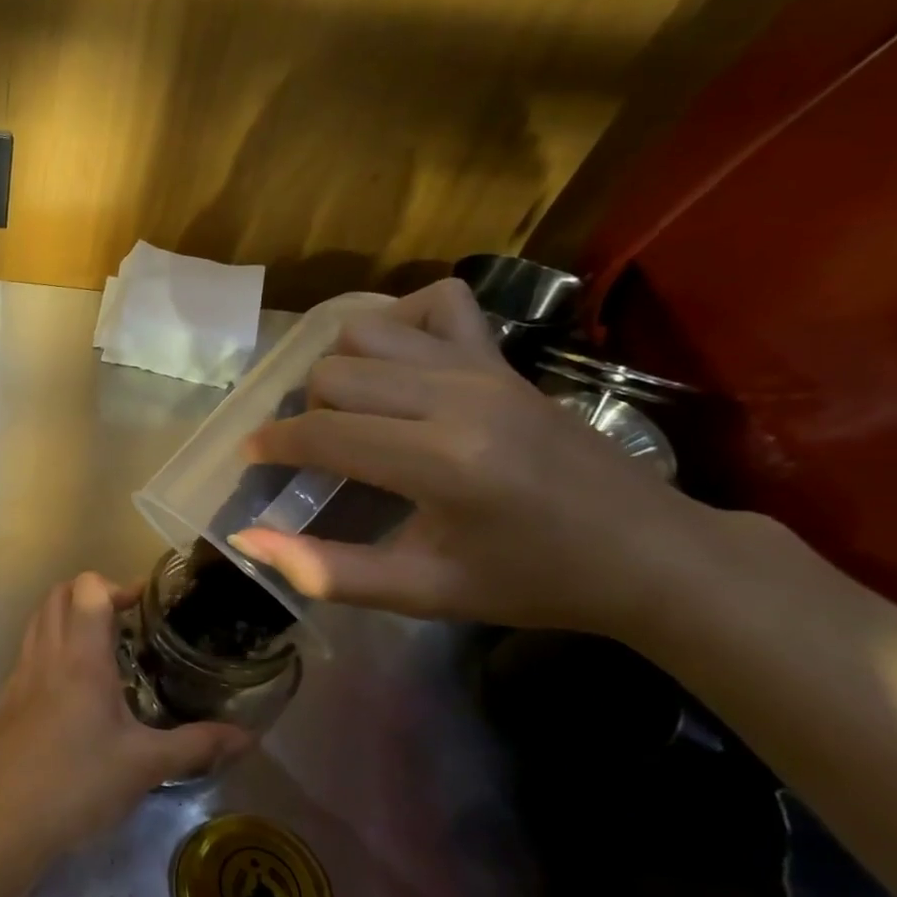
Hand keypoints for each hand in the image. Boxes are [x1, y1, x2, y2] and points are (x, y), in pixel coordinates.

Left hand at [0, 573, 251, 867]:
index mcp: (81, 658)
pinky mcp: (6, 695)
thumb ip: (198, 744)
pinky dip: (51, 645)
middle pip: (59, 594)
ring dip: (68, 615)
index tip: (144, 605)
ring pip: (39, 619)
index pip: (87, 589)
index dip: (116, 586)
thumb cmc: (81, 784)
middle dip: (91, 594)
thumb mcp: (147, 765)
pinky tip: (72, 685)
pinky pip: (29, 650)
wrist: (9, 818)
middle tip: (125, 619)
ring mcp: (20, 673)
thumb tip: (248, 736)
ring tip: (102, 646)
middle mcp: (46, 654)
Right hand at [229, 279, 708, 633]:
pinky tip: (395, 365)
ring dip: (340, 368)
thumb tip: (247, 540)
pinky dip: (398, 322)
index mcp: (441, 462)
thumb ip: (326, 571)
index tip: (250, 460)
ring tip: (347, 411)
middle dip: (304, 411)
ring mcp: (485, 367)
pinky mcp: (504, 357)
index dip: (271, 444)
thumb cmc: (529, 581)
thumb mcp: (421, 592)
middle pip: (334, 373)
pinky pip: (435, 303)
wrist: (649, 554)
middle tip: (310, 452)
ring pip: (367, 331)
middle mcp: (458, 398)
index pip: (322, 432)